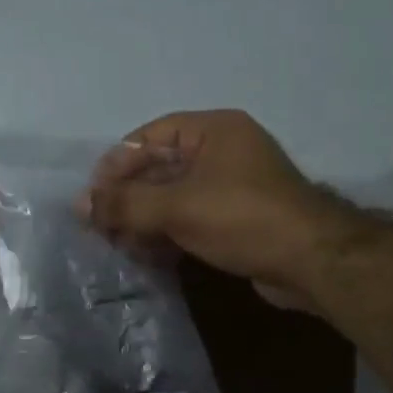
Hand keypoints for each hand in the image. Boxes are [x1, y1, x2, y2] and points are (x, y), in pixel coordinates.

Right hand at [77, 110, 331, 310]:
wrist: (312, 261)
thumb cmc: (242, 218)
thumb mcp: (178, 207)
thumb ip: (126, 204)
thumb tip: (81, 205)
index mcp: (213, 131)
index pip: (151, 135)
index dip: (118, 163)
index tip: (94, 195)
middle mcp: (223, 152)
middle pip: (160, 168)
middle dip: (128, 197)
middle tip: (100, 226)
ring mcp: (231, 187)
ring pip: (173, 197)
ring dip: (143, 220)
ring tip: (118, 244)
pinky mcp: (236, 220)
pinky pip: (190, 219)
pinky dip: (166, 233)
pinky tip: (145, 254)